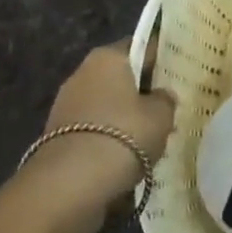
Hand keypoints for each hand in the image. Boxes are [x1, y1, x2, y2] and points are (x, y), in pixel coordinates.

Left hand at [20, 42, 176, 232]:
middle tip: (164, 111)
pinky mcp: (56, 136)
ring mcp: (66, 104)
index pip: (139, 46)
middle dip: (139, 93)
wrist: (68, 186)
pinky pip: (92, 130)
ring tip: (147, 142)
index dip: (159, 59)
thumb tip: (161, 96)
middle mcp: (83, 72)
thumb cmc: (122, 136)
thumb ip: (165, 100)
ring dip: (123, 120)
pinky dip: (106, 141)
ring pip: (106, 105)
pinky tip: (123, 160)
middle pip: (120, 77)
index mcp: (108, 56)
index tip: (174, 75)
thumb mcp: (160, 116)